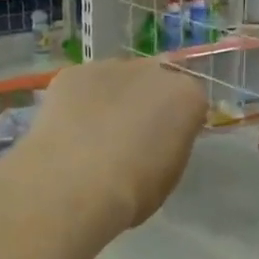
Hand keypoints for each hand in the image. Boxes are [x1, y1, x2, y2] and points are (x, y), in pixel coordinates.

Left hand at [21, 58, 206, 232]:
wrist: (76, 186)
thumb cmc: (134, 190)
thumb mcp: (170, 172)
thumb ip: (169, 142)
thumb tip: (155, 140)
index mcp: (186, 95)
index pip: (189, 101)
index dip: (176, 123)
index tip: (164, 144)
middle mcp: (152, 71)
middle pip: (154, 81)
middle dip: (145, 102)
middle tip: (128, 137)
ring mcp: (109, 68)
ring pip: (115, 80)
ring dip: (111, 100)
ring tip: (92, 135)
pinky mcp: (72, 74)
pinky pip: (81, 86)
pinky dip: (78, 103)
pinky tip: (68, 131)